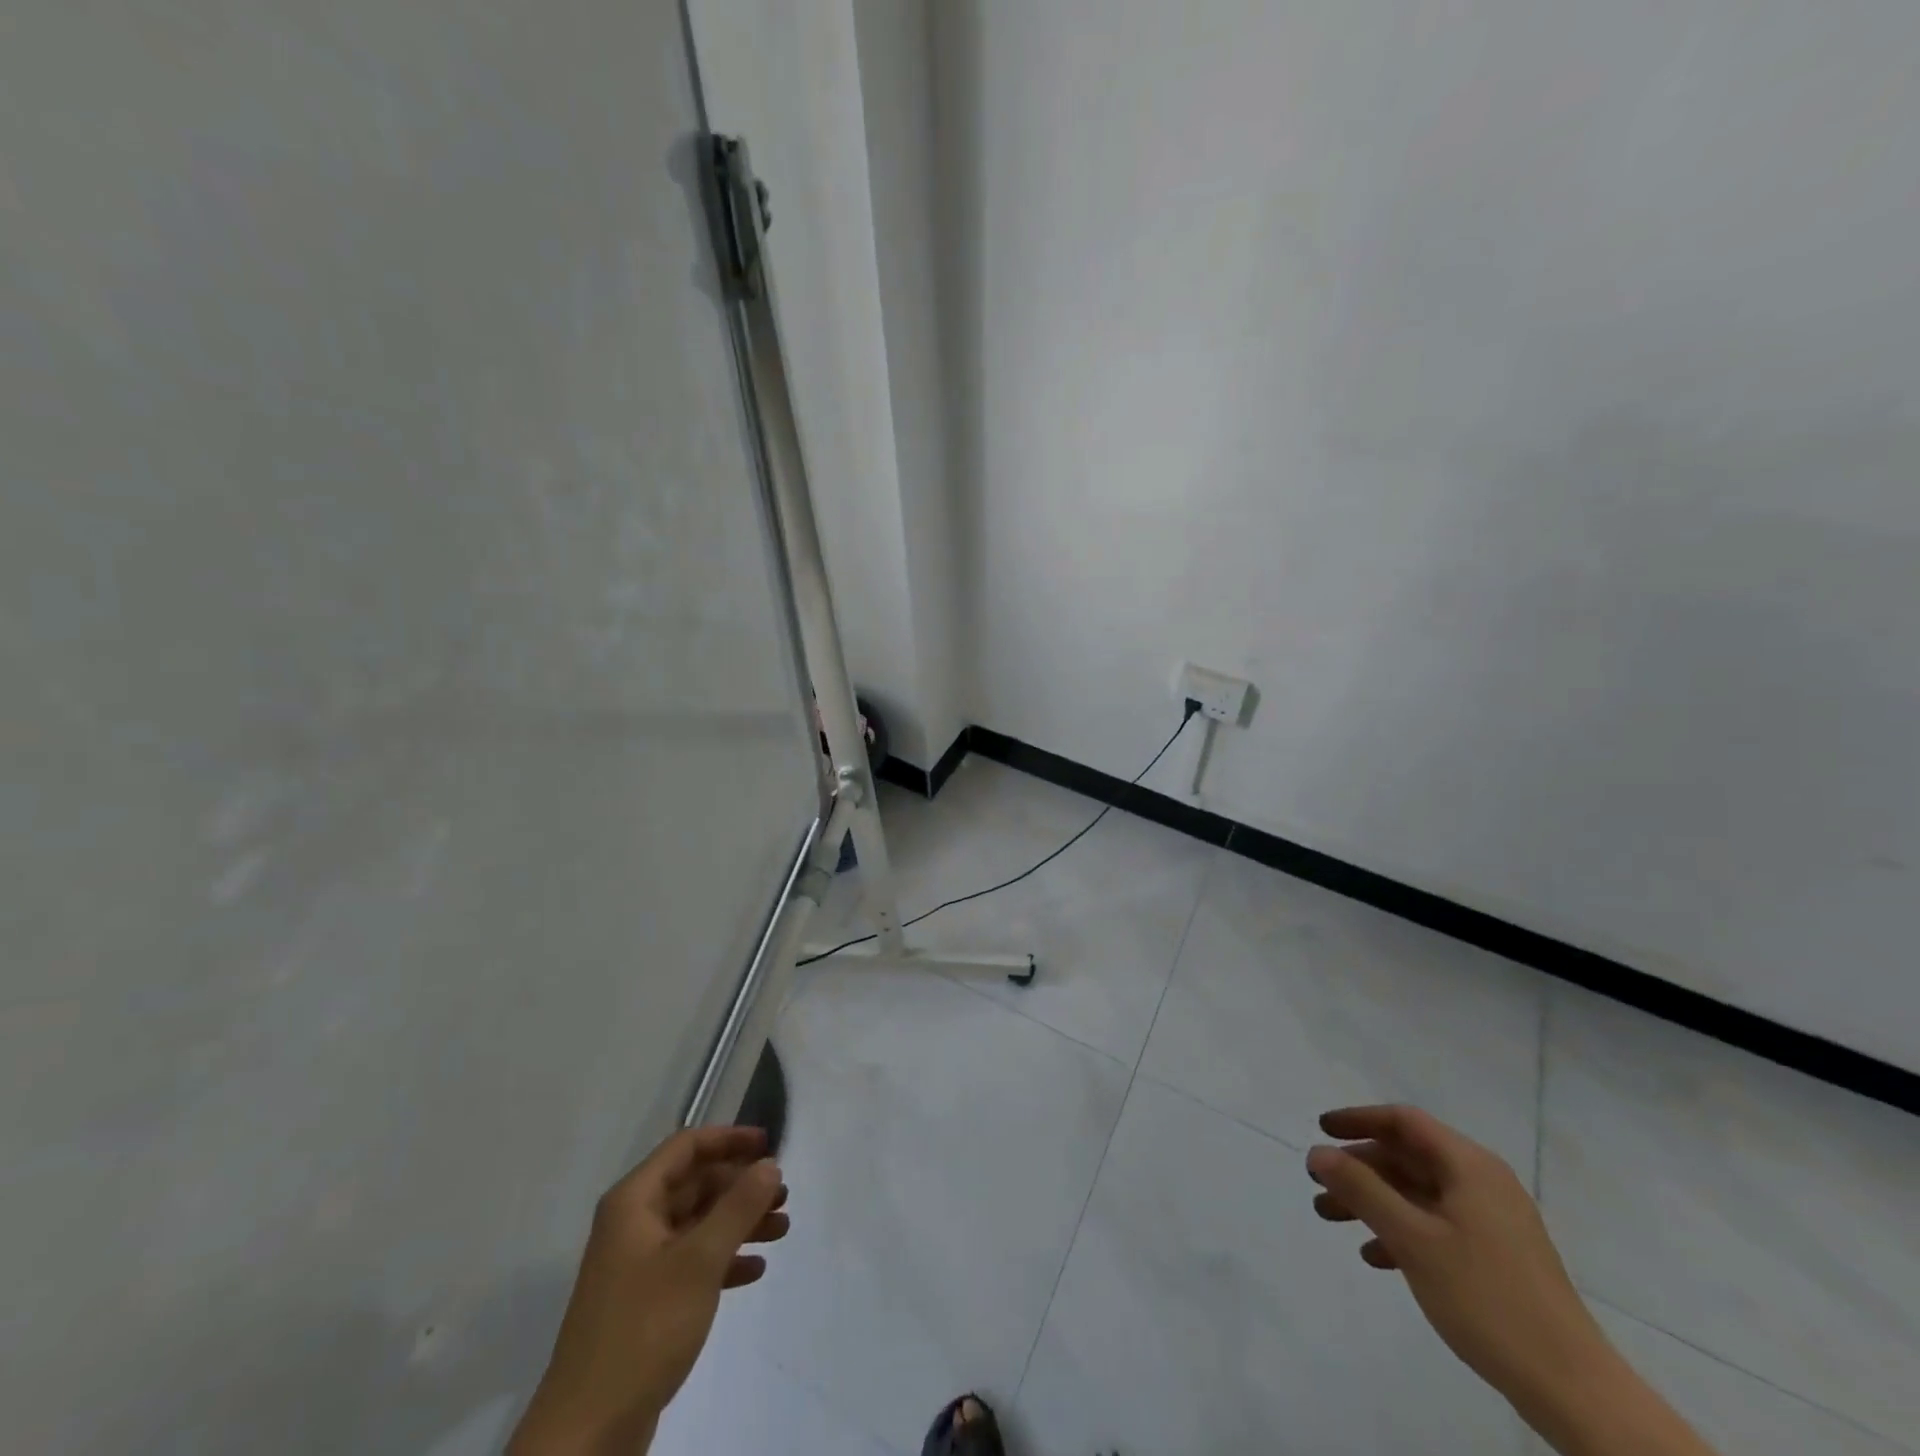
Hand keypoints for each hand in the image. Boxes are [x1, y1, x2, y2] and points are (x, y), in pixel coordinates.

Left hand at [509, 1126, 787, 1455]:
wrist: (587, 1433)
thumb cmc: (644, 1328)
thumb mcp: (700, 1260)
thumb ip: (738, 1206)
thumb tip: (769, 1163)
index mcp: (634, 1202)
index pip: (686, 1146)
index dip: (729, 1139)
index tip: (769, 1144)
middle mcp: (633, 1224)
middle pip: (695, 1184)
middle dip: (740, 1186)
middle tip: (783, 1194)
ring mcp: (637, 1265)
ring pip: (697, 1224)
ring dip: (739, 1222)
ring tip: (782, 1229)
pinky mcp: (645, 1303)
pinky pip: (691, 1263)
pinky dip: (723, 1260)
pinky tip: (755, 1270)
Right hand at [1305, 1105, 1608, 1407]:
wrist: (1572, 1389)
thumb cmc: (1487, 1298)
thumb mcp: (1413, 1239)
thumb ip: (1362, 1190)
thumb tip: (1318, 1153)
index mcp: (1469, 1166)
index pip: (1404, 1122)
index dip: (1358, 1119)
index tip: (1320, 1129)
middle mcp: (1482, 1183)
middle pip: (1408, 1158)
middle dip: (1359, 1168)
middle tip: (1319, 1183)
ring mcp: (1492, 1222)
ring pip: (1418, 1194)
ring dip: (1373, 1201)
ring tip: (1331, 1218)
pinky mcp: (1496, 1257)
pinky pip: (1436, 1226)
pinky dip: (1401, 1231)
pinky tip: (1375, 1256)